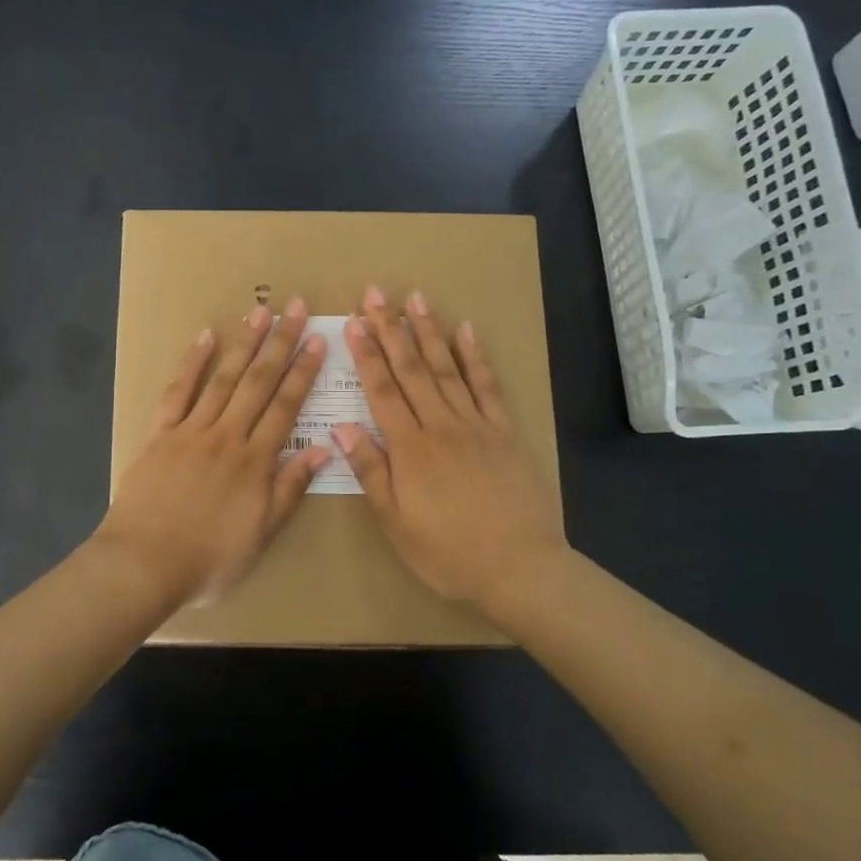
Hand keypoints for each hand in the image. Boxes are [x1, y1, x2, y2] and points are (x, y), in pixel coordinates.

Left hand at [94, 300, 331, 609]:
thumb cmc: (209, 559)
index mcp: (255, 461)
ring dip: (243, 344)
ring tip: (258, 312)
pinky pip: (177, 392)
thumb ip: (290, 488)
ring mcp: (191, 430)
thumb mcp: (261, 534)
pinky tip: (204, 337)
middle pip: (258, 382)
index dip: (303, 372)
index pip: (286, 406)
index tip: (316, 340)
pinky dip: (191, 363)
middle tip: (294, 307)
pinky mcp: (160, 433)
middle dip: (279, 343)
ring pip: (223, 378)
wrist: (144, 563)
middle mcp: (227, 435)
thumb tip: (322, 448)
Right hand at [333, 286, 567, 613]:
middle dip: (391, 329)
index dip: (366, 354)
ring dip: (429, 331)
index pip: (382, 390)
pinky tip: (466, 330)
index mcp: (409, 448)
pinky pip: (488, 386)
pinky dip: (476, 357)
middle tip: (377, 293)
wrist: (519, 567)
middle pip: (412, 369)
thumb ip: (370, 470)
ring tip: (415, 298)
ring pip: (447, 368)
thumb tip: (340, 426)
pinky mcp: (505, 432)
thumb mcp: (396, 521)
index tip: (353, 322)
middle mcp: (440, 425)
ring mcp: (476, 424)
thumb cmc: (447, 552)